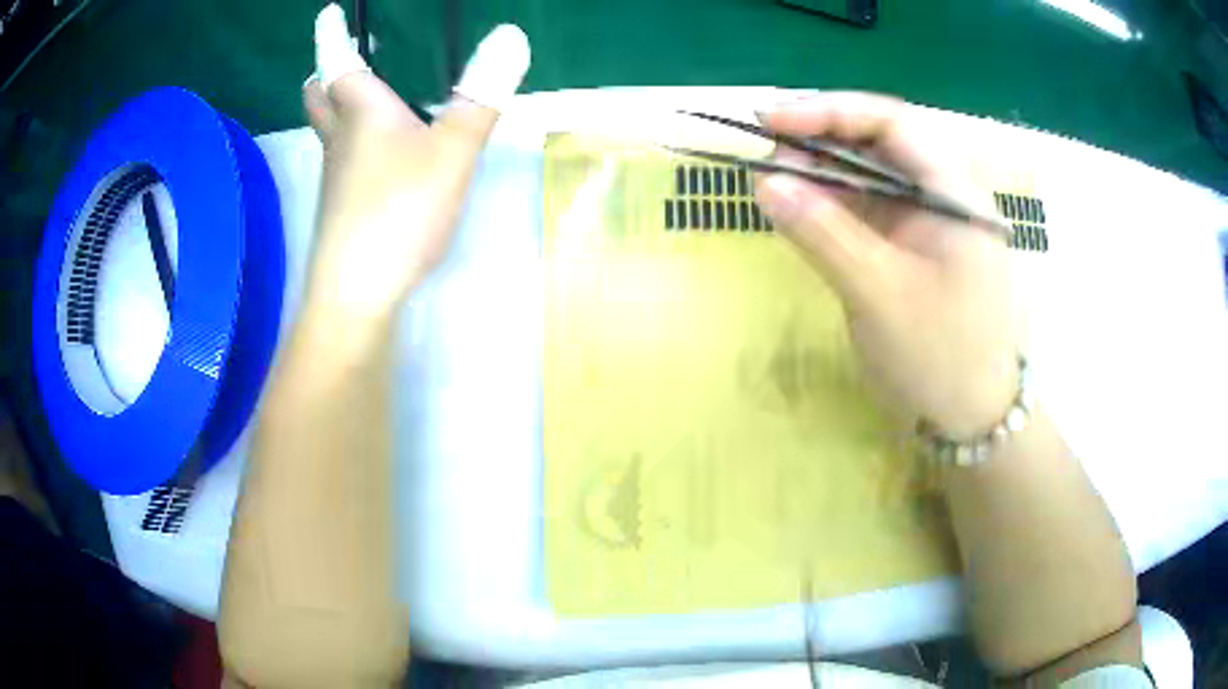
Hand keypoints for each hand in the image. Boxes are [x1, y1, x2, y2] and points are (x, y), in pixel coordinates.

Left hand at [302, 5, 529, 319]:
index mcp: (360, 113)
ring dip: (341, 108)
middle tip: (342, 61)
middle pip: (319, 99)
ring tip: (372, 98)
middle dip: (326, 75)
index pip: (338, 62)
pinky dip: (356, 143)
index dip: (332, 34)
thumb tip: (511, 33)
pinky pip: (344, 160)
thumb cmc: (398, 212)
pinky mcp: (343, 208)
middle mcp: (340, 139)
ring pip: (330, 131)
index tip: (327, 12)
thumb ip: (481, 95)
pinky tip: (382, 156)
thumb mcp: (452, 150)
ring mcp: (337, 177)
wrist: (356, 295)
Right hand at [755, 93, 1019, 437]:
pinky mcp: (914, 249)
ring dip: (824, 174)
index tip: (771, 121)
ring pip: (872, 177)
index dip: (829, 113)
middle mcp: (945, 196)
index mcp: (955, 194)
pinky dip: (835, 207)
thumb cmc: (940, 359)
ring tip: (776, 180)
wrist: (971, 422)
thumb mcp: (878, 294)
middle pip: (881, 145)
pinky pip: (871, 212)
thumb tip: (764, 182)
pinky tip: (803, 210)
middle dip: (822, 141)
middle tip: (767, 153)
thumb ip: (822, 233)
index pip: (892, 125)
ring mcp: (930, 223)